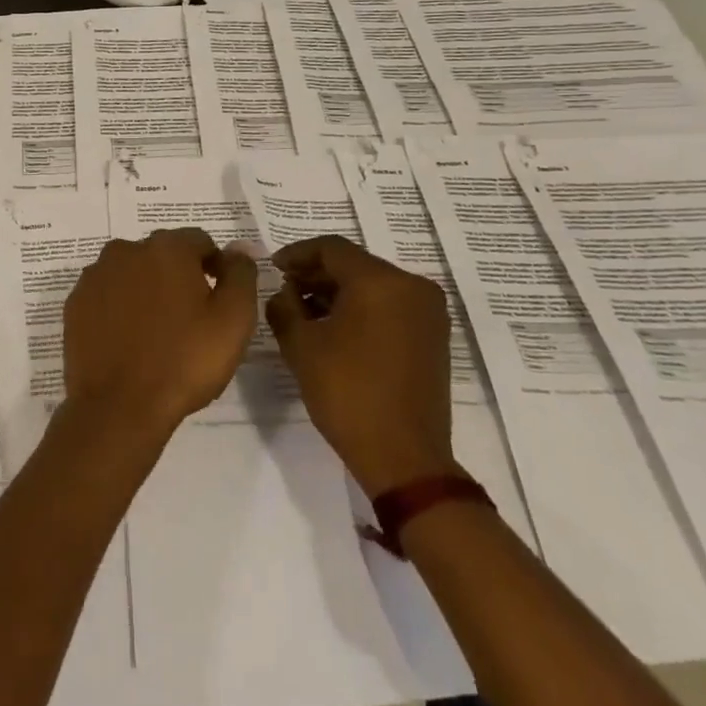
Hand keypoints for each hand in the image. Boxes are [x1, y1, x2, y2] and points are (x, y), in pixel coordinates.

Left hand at [62, 229, 259, 441]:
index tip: (221, 299)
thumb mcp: (233, 319)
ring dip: (146, 290)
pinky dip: (120, 307)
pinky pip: (107, 295)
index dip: (216, 266)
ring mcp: (95, 276)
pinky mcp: (75, 303)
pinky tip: (129, 339)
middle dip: (179, 276)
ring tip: (158, 331)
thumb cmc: (184, 361)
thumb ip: (241, 274)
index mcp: (167, 248)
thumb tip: (239, 248)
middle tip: (192, 318)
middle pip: (162, 254)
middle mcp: (126, 250)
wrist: (118, 406)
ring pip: (132, 273)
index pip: (200, 242)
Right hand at [265, 235, 456, 497]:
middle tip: (285, 289)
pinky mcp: (433, 336)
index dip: (297, 254)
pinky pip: (390, 306)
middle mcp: (412, 287)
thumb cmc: (347, 393)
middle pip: (355, 264)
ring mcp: (428, 312)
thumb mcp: (301, 346)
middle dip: (317, 274)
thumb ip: (284, 306)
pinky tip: (334, 328)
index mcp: (381, 282)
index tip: (272, 267)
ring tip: (304, 311)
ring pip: (373, 285)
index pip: (332, 249)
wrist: (403, 456)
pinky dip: (361, 308)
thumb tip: (285, 292)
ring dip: (338, 292)